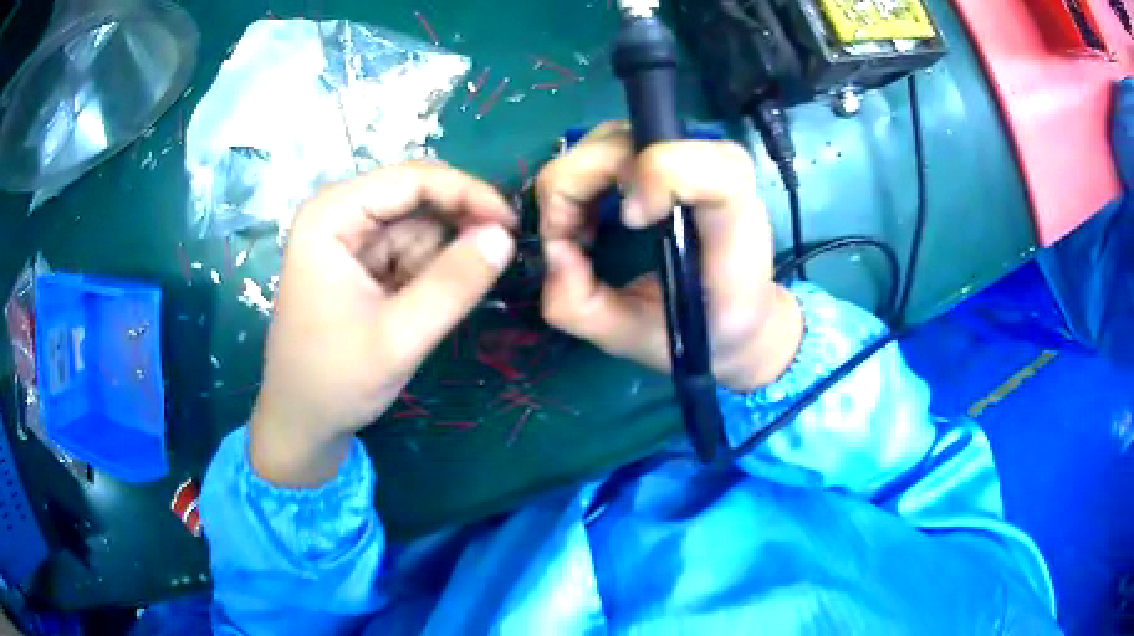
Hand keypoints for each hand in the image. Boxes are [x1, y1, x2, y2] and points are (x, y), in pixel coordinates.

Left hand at [251, 164, 516, 485]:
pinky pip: (411, 251)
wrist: (303, 422)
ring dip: (444, 257)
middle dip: (458, 225)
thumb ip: (454, 284)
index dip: (467, 193)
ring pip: (419, 226)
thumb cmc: (336, 380)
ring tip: (441, 303)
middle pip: (416, 197)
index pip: (411, 179)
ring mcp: (349, 239)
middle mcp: (339, 215)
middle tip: (501, 256)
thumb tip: (506, 236)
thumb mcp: (399, 337)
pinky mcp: (361, 263)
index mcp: (331, 216)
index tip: (513, 224)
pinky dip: (432, 272)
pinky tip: (426, 306)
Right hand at [536, 124, 802, 390]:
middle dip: (576, 189)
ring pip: (607, 139)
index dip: (656, 179)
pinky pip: (604, 145)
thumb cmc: (695, 330)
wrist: (731, 315)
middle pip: (627, 142)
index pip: (709, 168)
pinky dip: (579, 180)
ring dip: (573, 186)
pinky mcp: (664, 153)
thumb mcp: (634, 338)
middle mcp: (714, 172)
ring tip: (580, 234)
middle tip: (570, 242)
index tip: (630, 225)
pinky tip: (587, 218)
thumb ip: (582, 307)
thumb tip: (551, 251)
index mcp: (733, 223)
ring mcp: (687, 154)